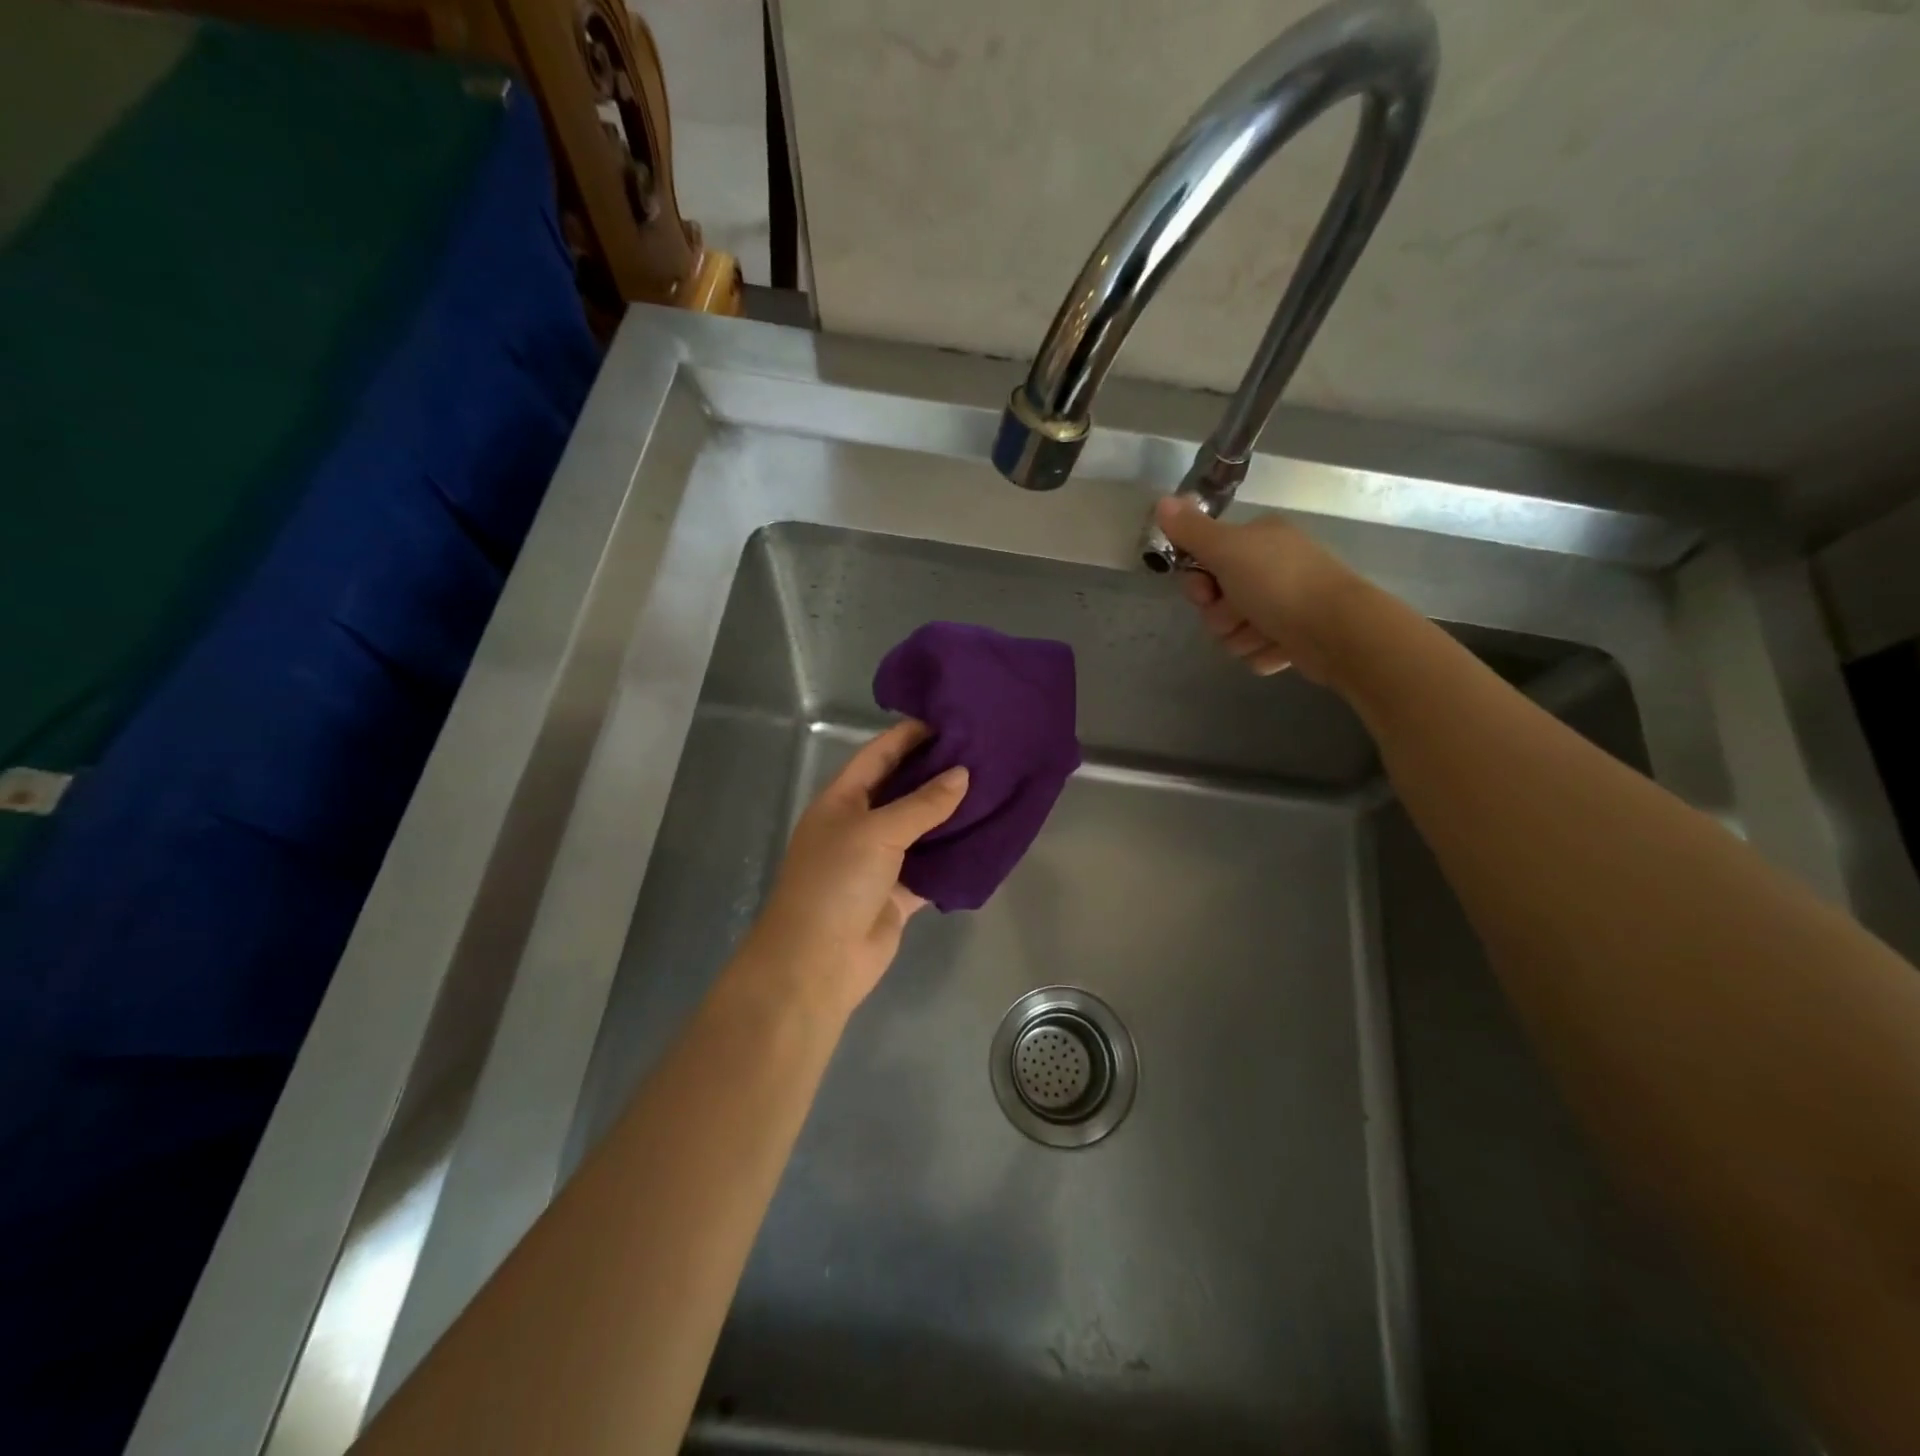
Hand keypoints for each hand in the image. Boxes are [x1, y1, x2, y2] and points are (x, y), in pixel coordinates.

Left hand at [739, 720, 967, 1020]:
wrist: (817, 962)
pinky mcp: (898, 892)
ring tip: (992, 788)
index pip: (879, 755)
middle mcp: (859, 824)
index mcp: (842, 799)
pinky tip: (985, 838)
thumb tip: (962, 774)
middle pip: (902, 789)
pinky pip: (931, 866)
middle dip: (937, 773)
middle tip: (983, 753)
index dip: (910, 736)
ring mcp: (879, 860)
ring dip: (950, 814)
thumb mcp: (877, 832)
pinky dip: (953, 856)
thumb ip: (922, 804)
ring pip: (920, 828)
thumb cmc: (836, 882)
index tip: (950, 721)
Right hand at [1154, 496, 1365, 683]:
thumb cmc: (1279, 583)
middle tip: (1239, 613)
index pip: (1205, 562)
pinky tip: (1280, 647)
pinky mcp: (1294, 638)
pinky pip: (1257, 651)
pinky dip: (1263, 652)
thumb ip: (1192, 530)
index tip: (1206, 592)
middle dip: (1221, 616)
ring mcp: (1284, 604)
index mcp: (1258, 540)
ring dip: (1242, 638)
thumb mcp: (1227, 550)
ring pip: (1234, 631)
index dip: (1198, 583)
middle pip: (1217, 602)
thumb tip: (1162, 500)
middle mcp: (1271, 567)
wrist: (1337, 630)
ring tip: (1265, 633)